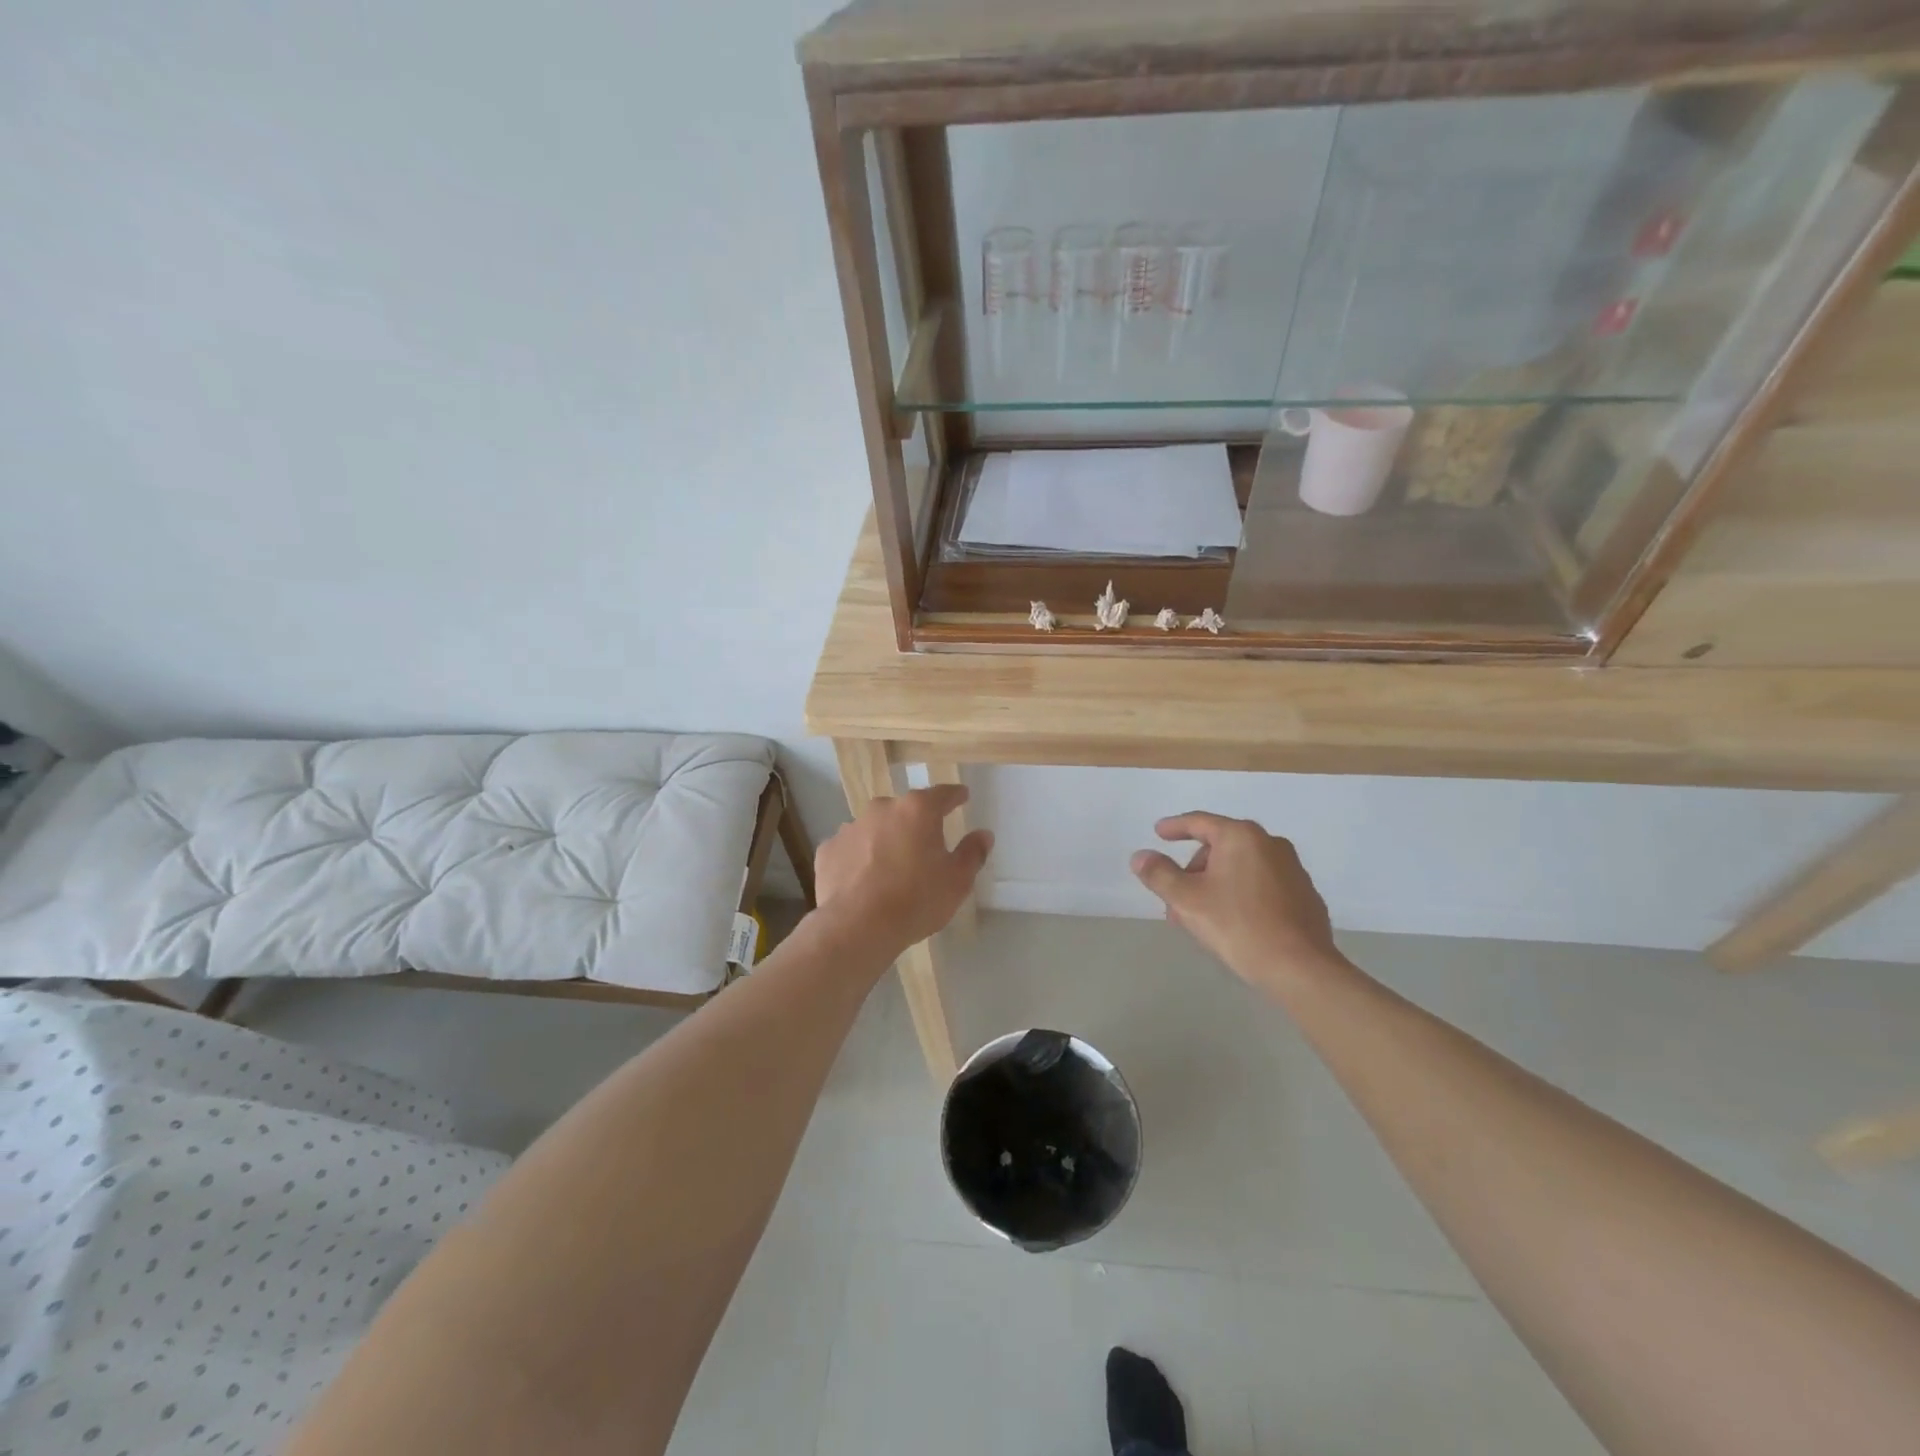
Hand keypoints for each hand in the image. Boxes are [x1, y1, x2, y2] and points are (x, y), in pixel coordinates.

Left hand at [814, 785, 992, 957]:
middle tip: (925, 845)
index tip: (962, 797)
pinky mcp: (828, 850)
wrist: (857, 927)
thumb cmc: (916, 900)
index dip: (955, 796)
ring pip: (875, 827)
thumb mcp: (957, 881)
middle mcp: (882, 809)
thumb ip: (973, 853)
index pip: (943, 794)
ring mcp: (851, 827)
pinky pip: (851, 848)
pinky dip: (859, 858)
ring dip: (885, 839)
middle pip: (905, 810)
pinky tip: (863, 879)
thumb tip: (984, 834)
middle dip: (916, 823)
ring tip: (892, 867)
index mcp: (918, 810)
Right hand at [1130, 812, 1341, 987]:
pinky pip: (1262, 885)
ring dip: (1215, 884)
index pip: (1200, 822)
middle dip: (1193, 870)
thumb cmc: (1238, 925)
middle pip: (1220, 847)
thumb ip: (1159, 874)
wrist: (1300, 967)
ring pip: (1241, 868)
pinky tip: (1234, 922)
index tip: (1158, 833)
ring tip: (1200, 916)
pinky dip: (1241, 894)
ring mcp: (1292, 869)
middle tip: (1176, 899)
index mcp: (1241, 837)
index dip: (1175, 827)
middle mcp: (1270, 844)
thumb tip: (1140, 856)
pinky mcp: (1305, 895)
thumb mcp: (1186, 900)